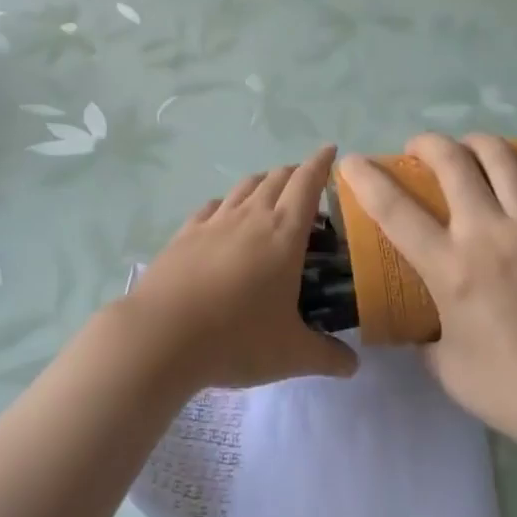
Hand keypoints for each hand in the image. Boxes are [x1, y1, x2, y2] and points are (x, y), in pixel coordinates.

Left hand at [124, 147, 358, 391]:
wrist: (163, 334)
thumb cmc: (237, 338)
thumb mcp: (291, 354)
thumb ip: (326, 356)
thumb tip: (353, 366)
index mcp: (284, 234)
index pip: (307, 184)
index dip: (321, 163)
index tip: (331, 150)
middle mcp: (251, 216)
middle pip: (277, 179)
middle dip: (295, 173)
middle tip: (306, 182)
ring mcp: (214, 221)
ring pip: (244, 186)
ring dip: (262, 182)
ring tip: (270, 191)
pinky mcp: (185, 233)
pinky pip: (213, 206)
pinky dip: (227, 202)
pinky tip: (224, 214)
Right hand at [337, 135, 516, 463]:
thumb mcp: (448, 371)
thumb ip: (425, 338)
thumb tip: (417, 321)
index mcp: (451, 269)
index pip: (393, 209)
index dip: (365, 177)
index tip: (352, 161)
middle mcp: (490, 234)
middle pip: (451, 161)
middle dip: (427, 144)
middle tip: (423, 153)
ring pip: (504, 156)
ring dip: (479, 142)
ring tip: (474, 150)